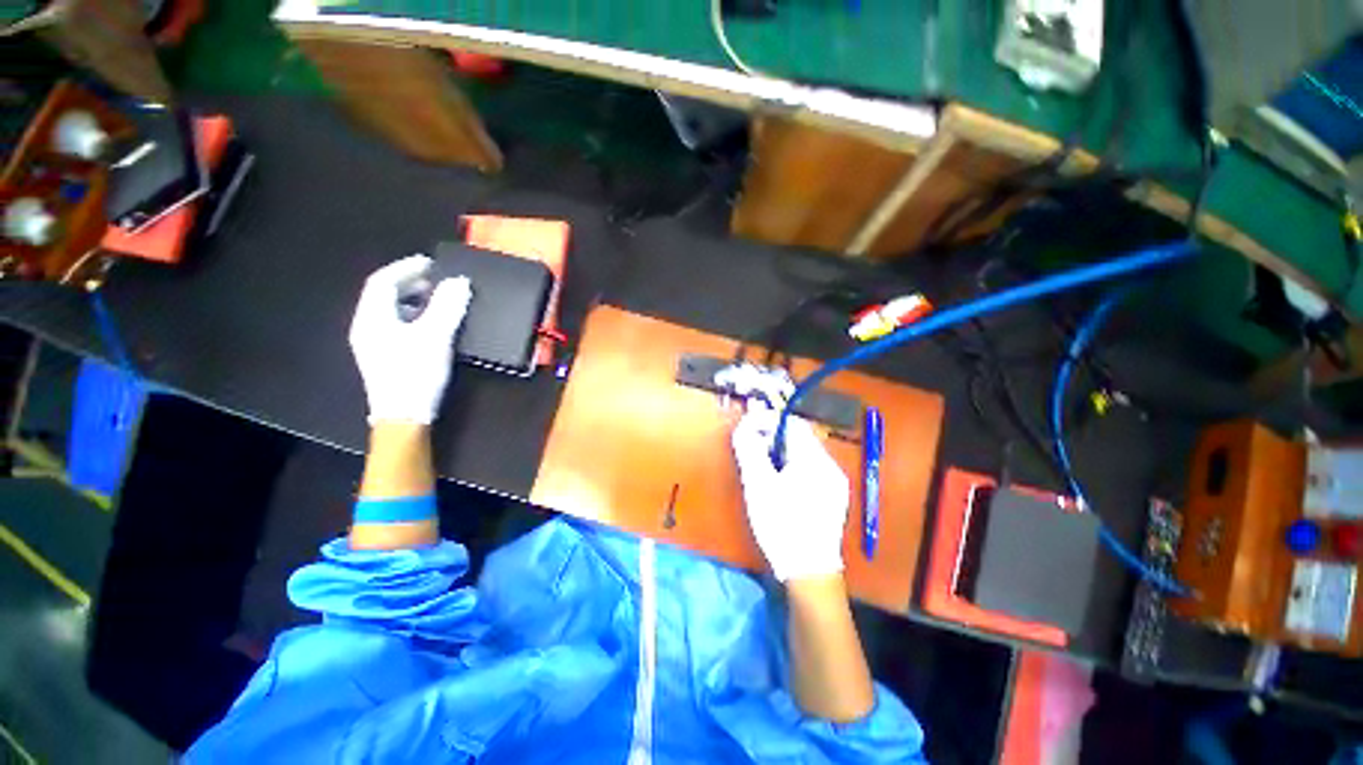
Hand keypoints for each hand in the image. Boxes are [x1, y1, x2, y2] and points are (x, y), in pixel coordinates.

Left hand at [349, 255, 471, 424]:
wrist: (404, 416)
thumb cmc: (416, 372)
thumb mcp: (435, 337)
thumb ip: (447, 307)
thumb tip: (459, 282)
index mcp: (373, 318)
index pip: (383, 282)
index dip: (405, 268)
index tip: (430, 263)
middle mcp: (367, 327)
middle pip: (384, 295)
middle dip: (410, 283)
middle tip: (437, 280)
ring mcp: (374, 343)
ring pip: (390, 311)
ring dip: (413, 300)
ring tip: (437, 299)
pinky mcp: (385, 357)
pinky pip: (396, 325)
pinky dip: (414, 317)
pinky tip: (432, 324)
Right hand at [732, 406, 849, 581]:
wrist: (809, 570)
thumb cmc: (781, 524)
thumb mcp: (759, 484)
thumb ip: (750, 449)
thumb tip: (743, 425)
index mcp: (815, 459)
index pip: (793, 423)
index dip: (768, 421)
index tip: (747, 428)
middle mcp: (830, 466)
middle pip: (799, 438)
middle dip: (772, 438)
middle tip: (750, 449)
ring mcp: (834, 482)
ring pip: (803, 454)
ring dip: (779, 452)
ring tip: (761, 467)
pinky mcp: (832, 497)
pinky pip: (809, 470)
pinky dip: (790, 467)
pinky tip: (778, 483)